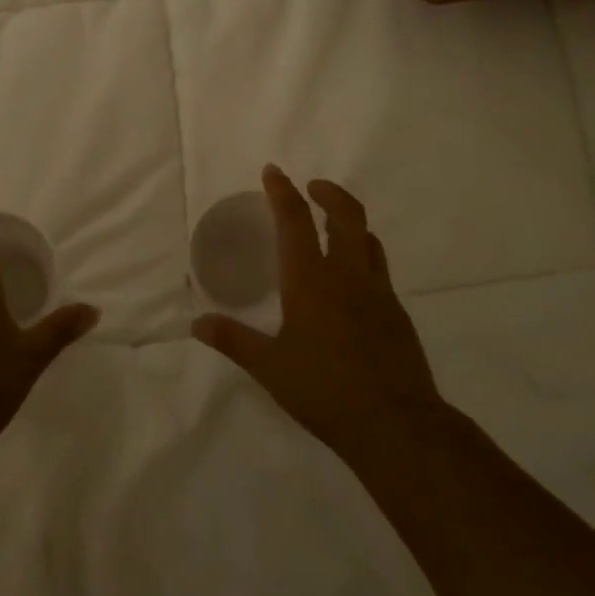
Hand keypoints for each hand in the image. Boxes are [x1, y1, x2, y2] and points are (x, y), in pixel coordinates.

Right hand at [191, 166, 442, 461]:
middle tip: (312, 188)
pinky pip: (379, 270)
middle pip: (346, 215)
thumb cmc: (325, 390)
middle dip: (329, 193)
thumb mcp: (270, 367)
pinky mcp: (397, 314)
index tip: (274, 171)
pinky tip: (351, 284)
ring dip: (350, 223)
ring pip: (368, 240)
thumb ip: (233, 340)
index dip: (282, 191)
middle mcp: (348, 275)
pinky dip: (363, 257)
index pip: (295, 221)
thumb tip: (197, 323)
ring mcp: (379, 293)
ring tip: (333, 228)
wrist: (397, 424)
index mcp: (311, 280)